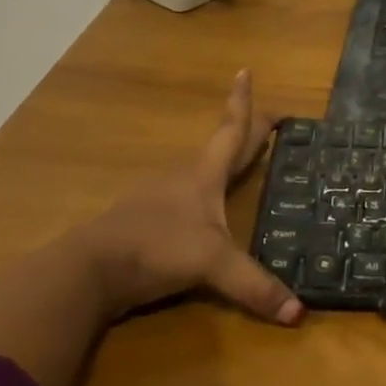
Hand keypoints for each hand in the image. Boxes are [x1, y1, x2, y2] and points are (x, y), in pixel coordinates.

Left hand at [75, 69, 303, 325]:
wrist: (86, 271)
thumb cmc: (156, 248)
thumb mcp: (211, 265)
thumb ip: (254, 286)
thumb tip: (299, 315)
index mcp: (206, 174)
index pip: (232, 129)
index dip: (243, 102)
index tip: (245, 70)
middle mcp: (184, 177)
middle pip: (221, 144)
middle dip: (245, 129)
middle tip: (268, 118)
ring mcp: (159, 197)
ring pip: (199, 169)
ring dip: (221, 159)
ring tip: (239, 161)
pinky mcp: (143, 220)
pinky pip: (181, 196)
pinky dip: (200, 191)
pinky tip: (201, 208)